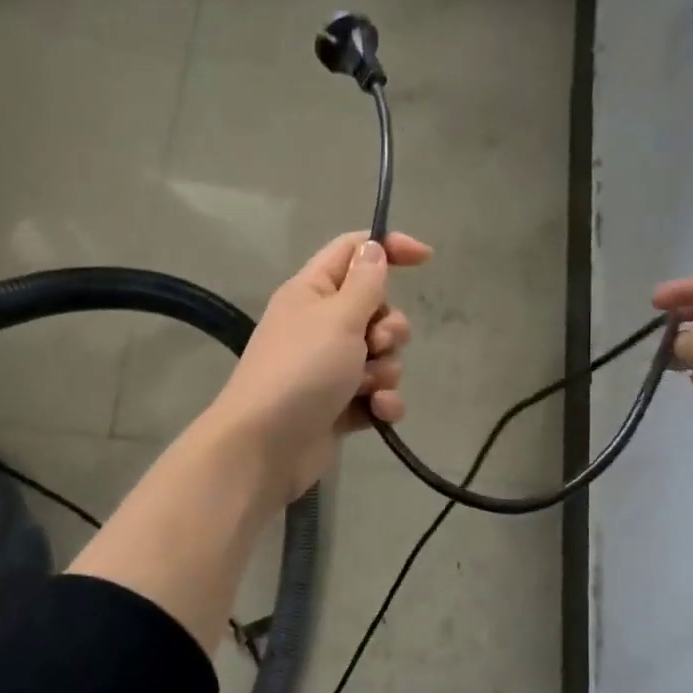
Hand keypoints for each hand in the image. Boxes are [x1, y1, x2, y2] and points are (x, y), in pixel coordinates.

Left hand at [211, 231, 430, 499]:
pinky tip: (378, 411)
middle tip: (374, 345)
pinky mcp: (339, 404)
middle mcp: (321, 325)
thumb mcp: (338, 317)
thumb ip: (365, 282)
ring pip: (381, 355)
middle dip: (389, 329)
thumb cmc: (302, 370)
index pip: (353, 251)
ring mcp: (330, 367)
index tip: (426, 259)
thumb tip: (373, 247)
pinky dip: (382, 401)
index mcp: (312, 292)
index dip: (389, 248)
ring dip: (385, 370)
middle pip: (376, 309)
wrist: (265, 446)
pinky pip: (377, 393)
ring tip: (367, 386)